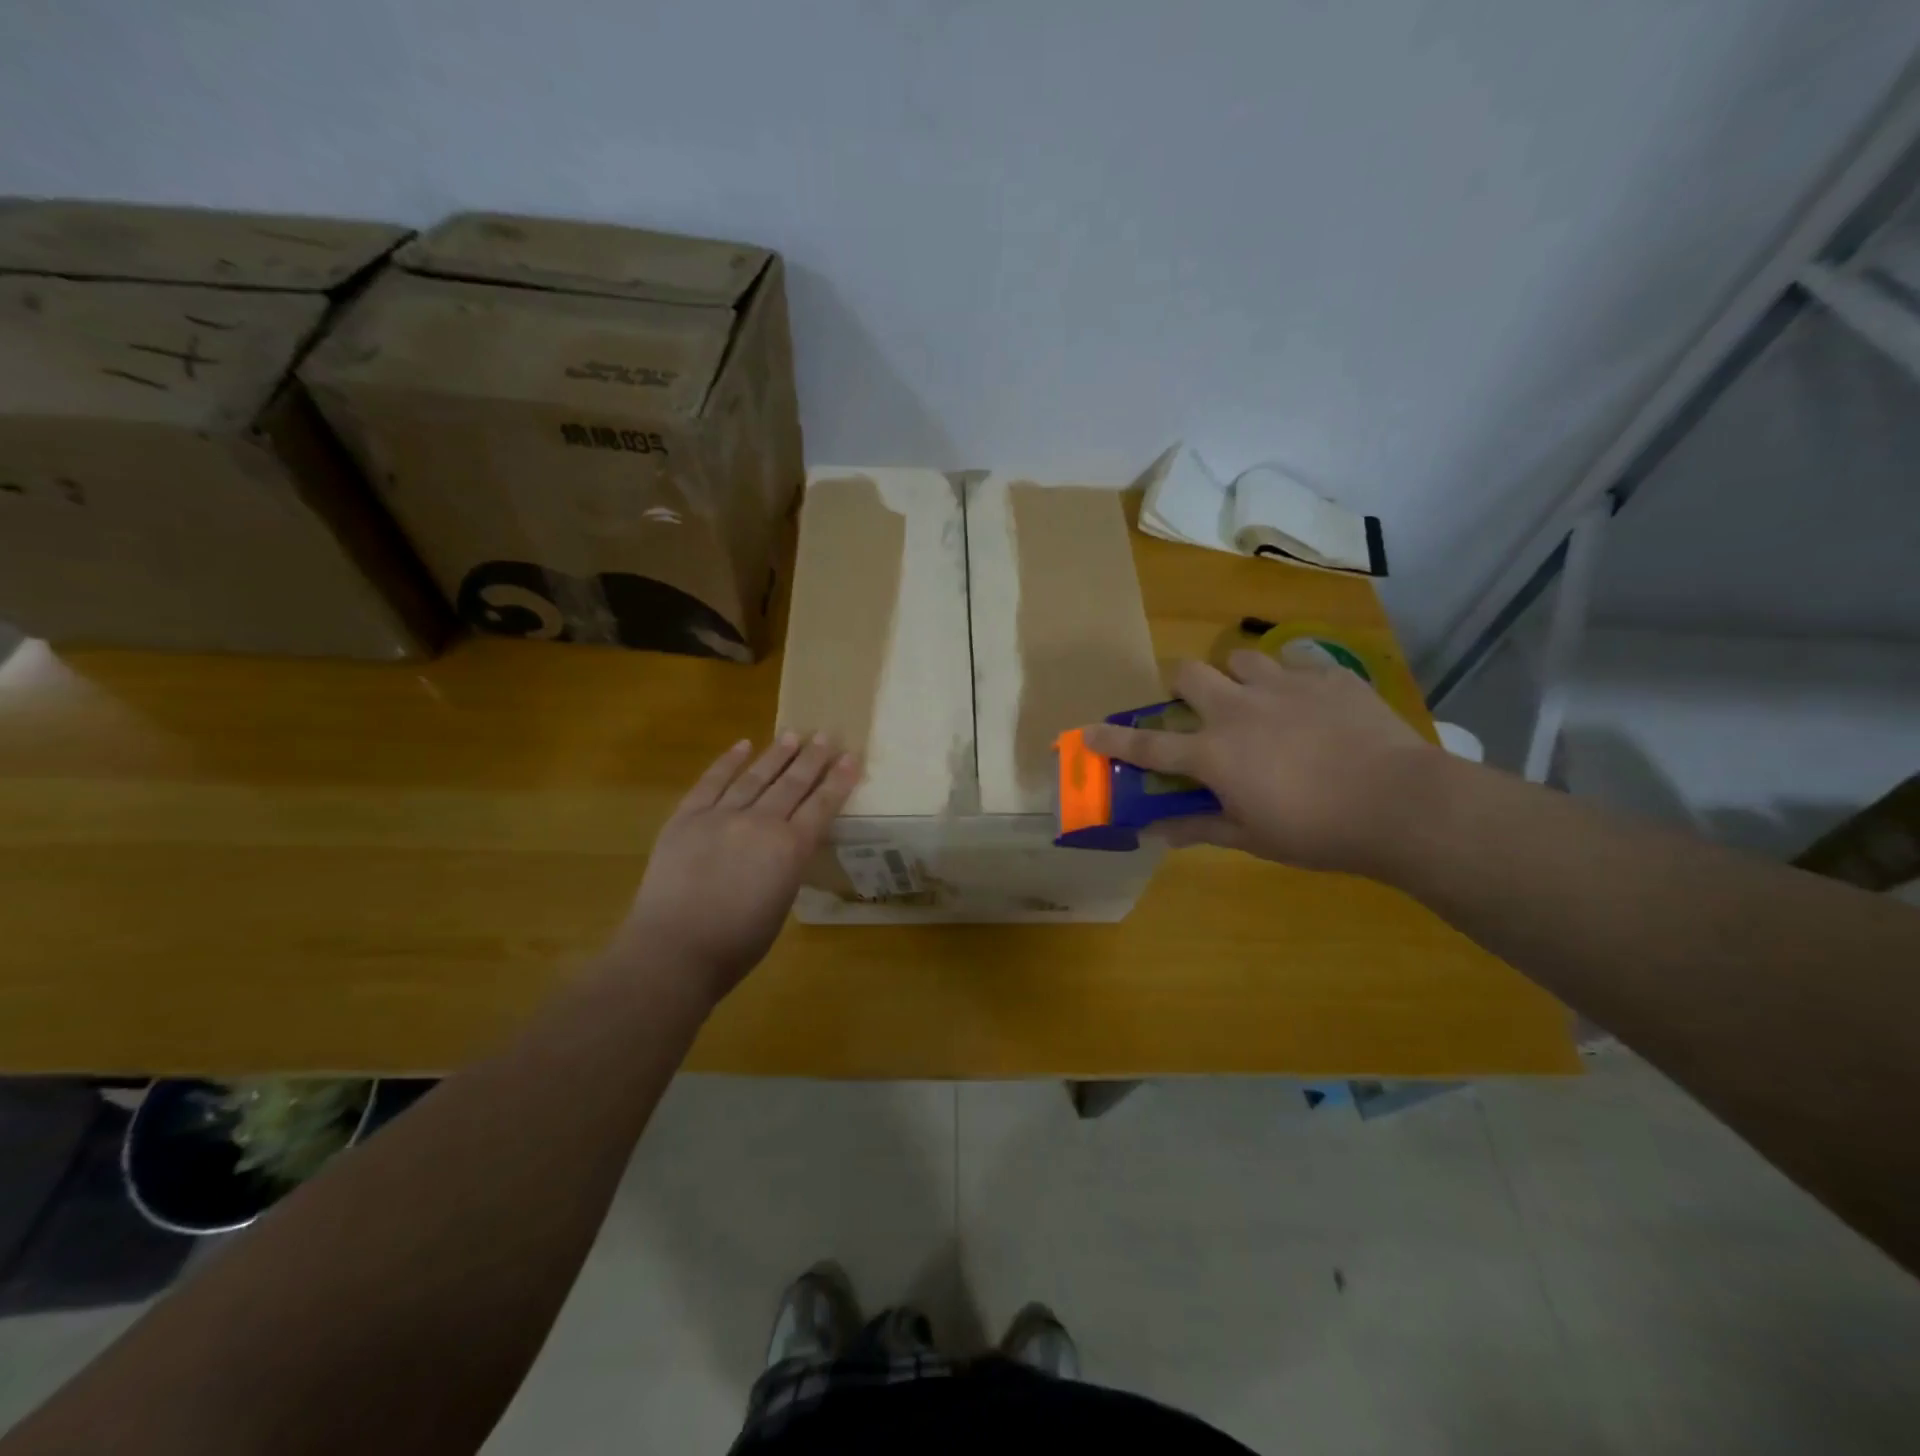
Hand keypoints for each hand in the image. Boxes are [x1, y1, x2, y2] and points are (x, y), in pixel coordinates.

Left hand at [612, 734, 860, 1005]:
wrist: (674, 950)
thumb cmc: (736, 943)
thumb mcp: (781, 903)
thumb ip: (787, 866)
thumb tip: (785, 846)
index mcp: (790, 848)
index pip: (822, 805)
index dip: (838, 780)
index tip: (851, 757)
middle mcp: (761, 822)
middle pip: (792, 783)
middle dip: (812, 758)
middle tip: (826, 736)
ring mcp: (721, 815)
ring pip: (755, 776)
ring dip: (776, 754)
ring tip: (793, 734)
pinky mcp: (687, 817)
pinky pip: (711, 782)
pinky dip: (728, 762)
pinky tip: (742, 745)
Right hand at [1081, 650, 1437, 874]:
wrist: (1400, 803)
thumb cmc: (1318, 831)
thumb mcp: (1252, 837)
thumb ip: (1198, 828)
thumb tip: (1153, 832)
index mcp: (1213, 753)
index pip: (1148, 745)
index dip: (1113, 739)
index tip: (1087, 732)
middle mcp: (1238, 709)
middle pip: (1189, 674)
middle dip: (1182, 686)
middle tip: (1199, 707)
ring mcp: (1284, 686)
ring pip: (1241, 658)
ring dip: (1238, 677)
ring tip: (1258, 700)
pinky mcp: (1328, 676)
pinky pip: (1297, 663)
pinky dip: (1293, 680)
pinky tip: (1312, 704)